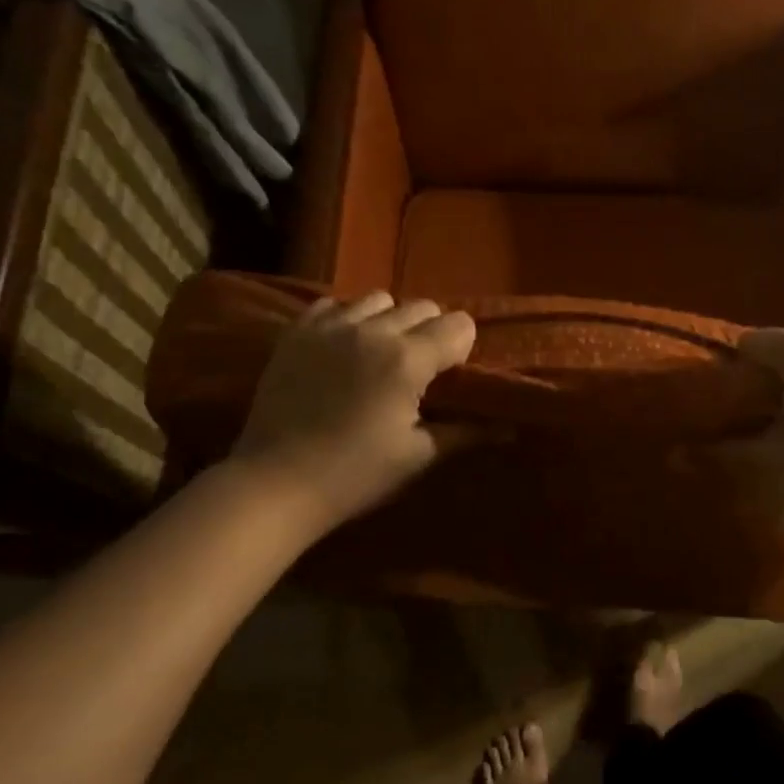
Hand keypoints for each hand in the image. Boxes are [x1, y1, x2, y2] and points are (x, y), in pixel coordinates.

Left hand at [230, 292, 475, 528]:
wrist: (275, 484)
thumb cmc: (355, 476)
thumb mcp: (417, 457)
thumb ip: (465, 433)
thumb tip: (509, 429)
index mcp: (408, 360)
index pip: (459, 325)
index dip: (463, 349)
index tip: (451, 377)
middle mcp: (373, 330)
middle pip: (423, 306)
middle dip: (431, 332)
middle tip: (420, 370)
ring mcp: (330, 326)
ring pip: (378, 299)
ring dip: (390, 320)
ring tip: (380, 355)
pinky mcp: (296, 332)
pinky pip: (334, 304)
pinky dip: (348, 318)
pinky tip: (344, 349)